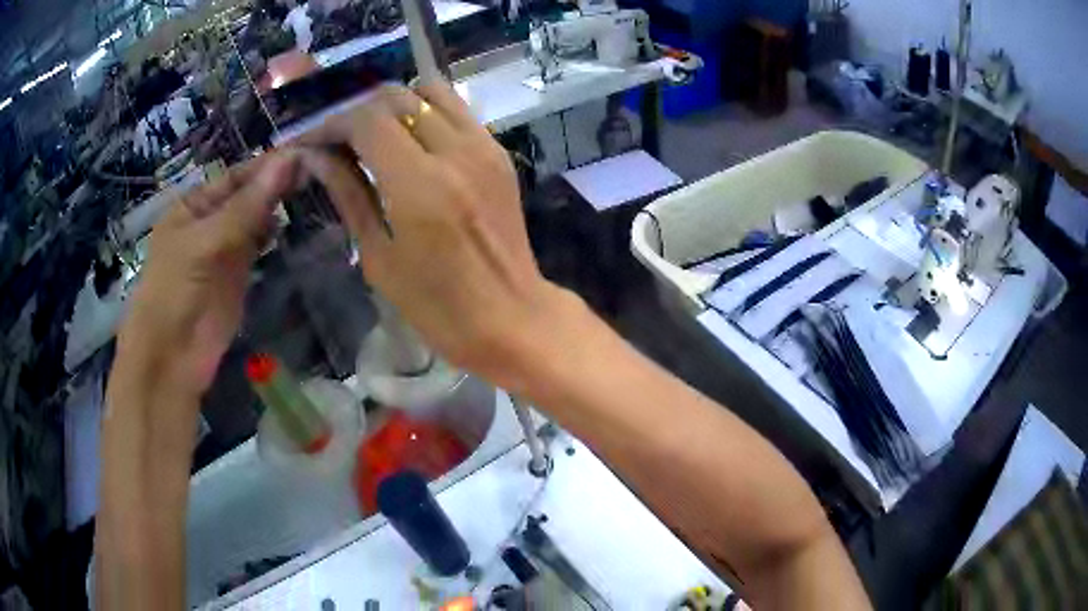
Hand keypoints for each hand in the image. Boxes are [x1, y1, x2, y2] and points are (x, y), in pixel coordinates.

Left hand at [115, 152, 300, 396]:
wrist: (171, 358)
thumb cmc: (175, 290)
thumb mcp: (207, 242)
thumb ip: (249, 205)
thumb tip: (290, 160)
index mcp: (195, 205)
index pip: (237, 176)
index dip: (269, 164)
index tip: (308, 153)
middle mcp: (211, 221)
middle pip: (249, 195)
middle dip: (278, 183)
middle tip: (321, 169)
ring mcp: (226, 249)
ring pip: (257, 219)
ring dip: (280, 206)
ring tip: (317, 190)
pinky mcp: (239, 276)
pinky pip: (260, 247)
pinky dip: (276, 235)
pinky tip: (297, 223)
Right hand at [292, 82, 563, 383]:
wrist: (513, 317)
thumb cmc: (438, 307)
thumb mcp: (379, 257)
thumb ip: (348, 194)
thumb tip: (315, 157)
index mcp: (420, 185)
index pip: (367, 121)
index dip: (331, 124)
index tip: (310, 142)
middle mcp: (456, 152)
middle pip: (398, 97)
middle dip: (357, 110)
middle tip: (335, 138)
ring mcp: (485, 147)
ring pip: (431, 92)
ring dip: (394, 104)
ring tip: (371, 134)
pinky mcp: (500, 153)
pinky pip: (457, 111)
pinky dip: (426, 113)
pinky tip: (408, 141)